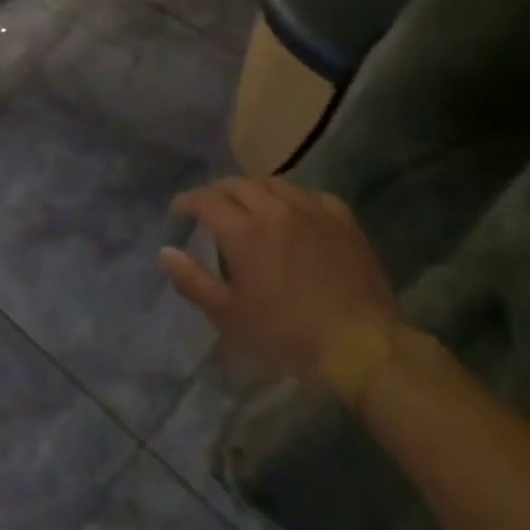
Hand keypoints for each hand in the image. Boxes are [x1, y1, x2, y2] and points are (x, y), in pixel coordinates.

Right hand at [160, 177, 403, 403]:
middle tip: (210, 209)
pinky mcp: (342, 220)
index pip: (205, 200)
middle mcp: (275, 210)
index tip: (179, 212)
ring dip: (254, 190)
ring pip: (274, 183)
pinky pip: (311, 195)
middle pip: (238, 184)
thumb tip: (166, 252)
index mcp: (244, 232)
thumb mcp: (231, 317)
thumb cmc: (289, 335)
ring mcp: (312, 211)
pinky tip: (294, 214)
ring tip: (249, 207)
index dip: (187, 202)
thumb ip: (193, 281)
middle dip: (217, 192)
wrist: (363, 346)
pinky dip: (293, 199)